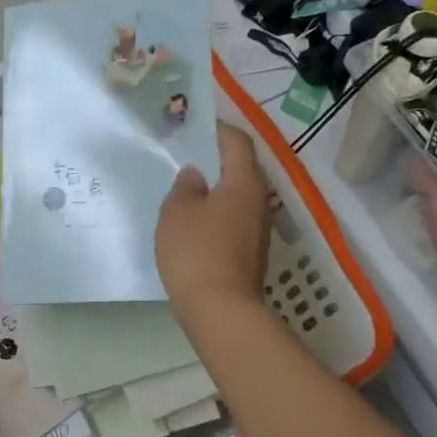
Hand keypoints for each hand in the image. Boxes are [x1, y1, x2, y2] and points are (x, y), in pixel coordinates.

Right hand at [156, 123, 270, 323]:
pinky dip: (219, 215)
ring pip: (239, 198)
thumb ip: (185, 187)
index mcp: (244, 183)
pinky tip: (196, 225)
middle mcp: (259, 202)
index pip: (238, 143)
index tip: (198, 126)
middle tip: (190, 157)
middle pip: (242, 170)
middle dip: (218, 160)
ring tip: (189, 191)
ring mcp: (259, 231)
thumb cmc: (196, 251)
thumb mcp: (177, 212)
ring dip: (218, 190)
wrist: (221, 310)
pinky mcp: (252, 254)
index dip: (219, 130)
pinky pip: (235, 222)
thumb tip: (196, 175)